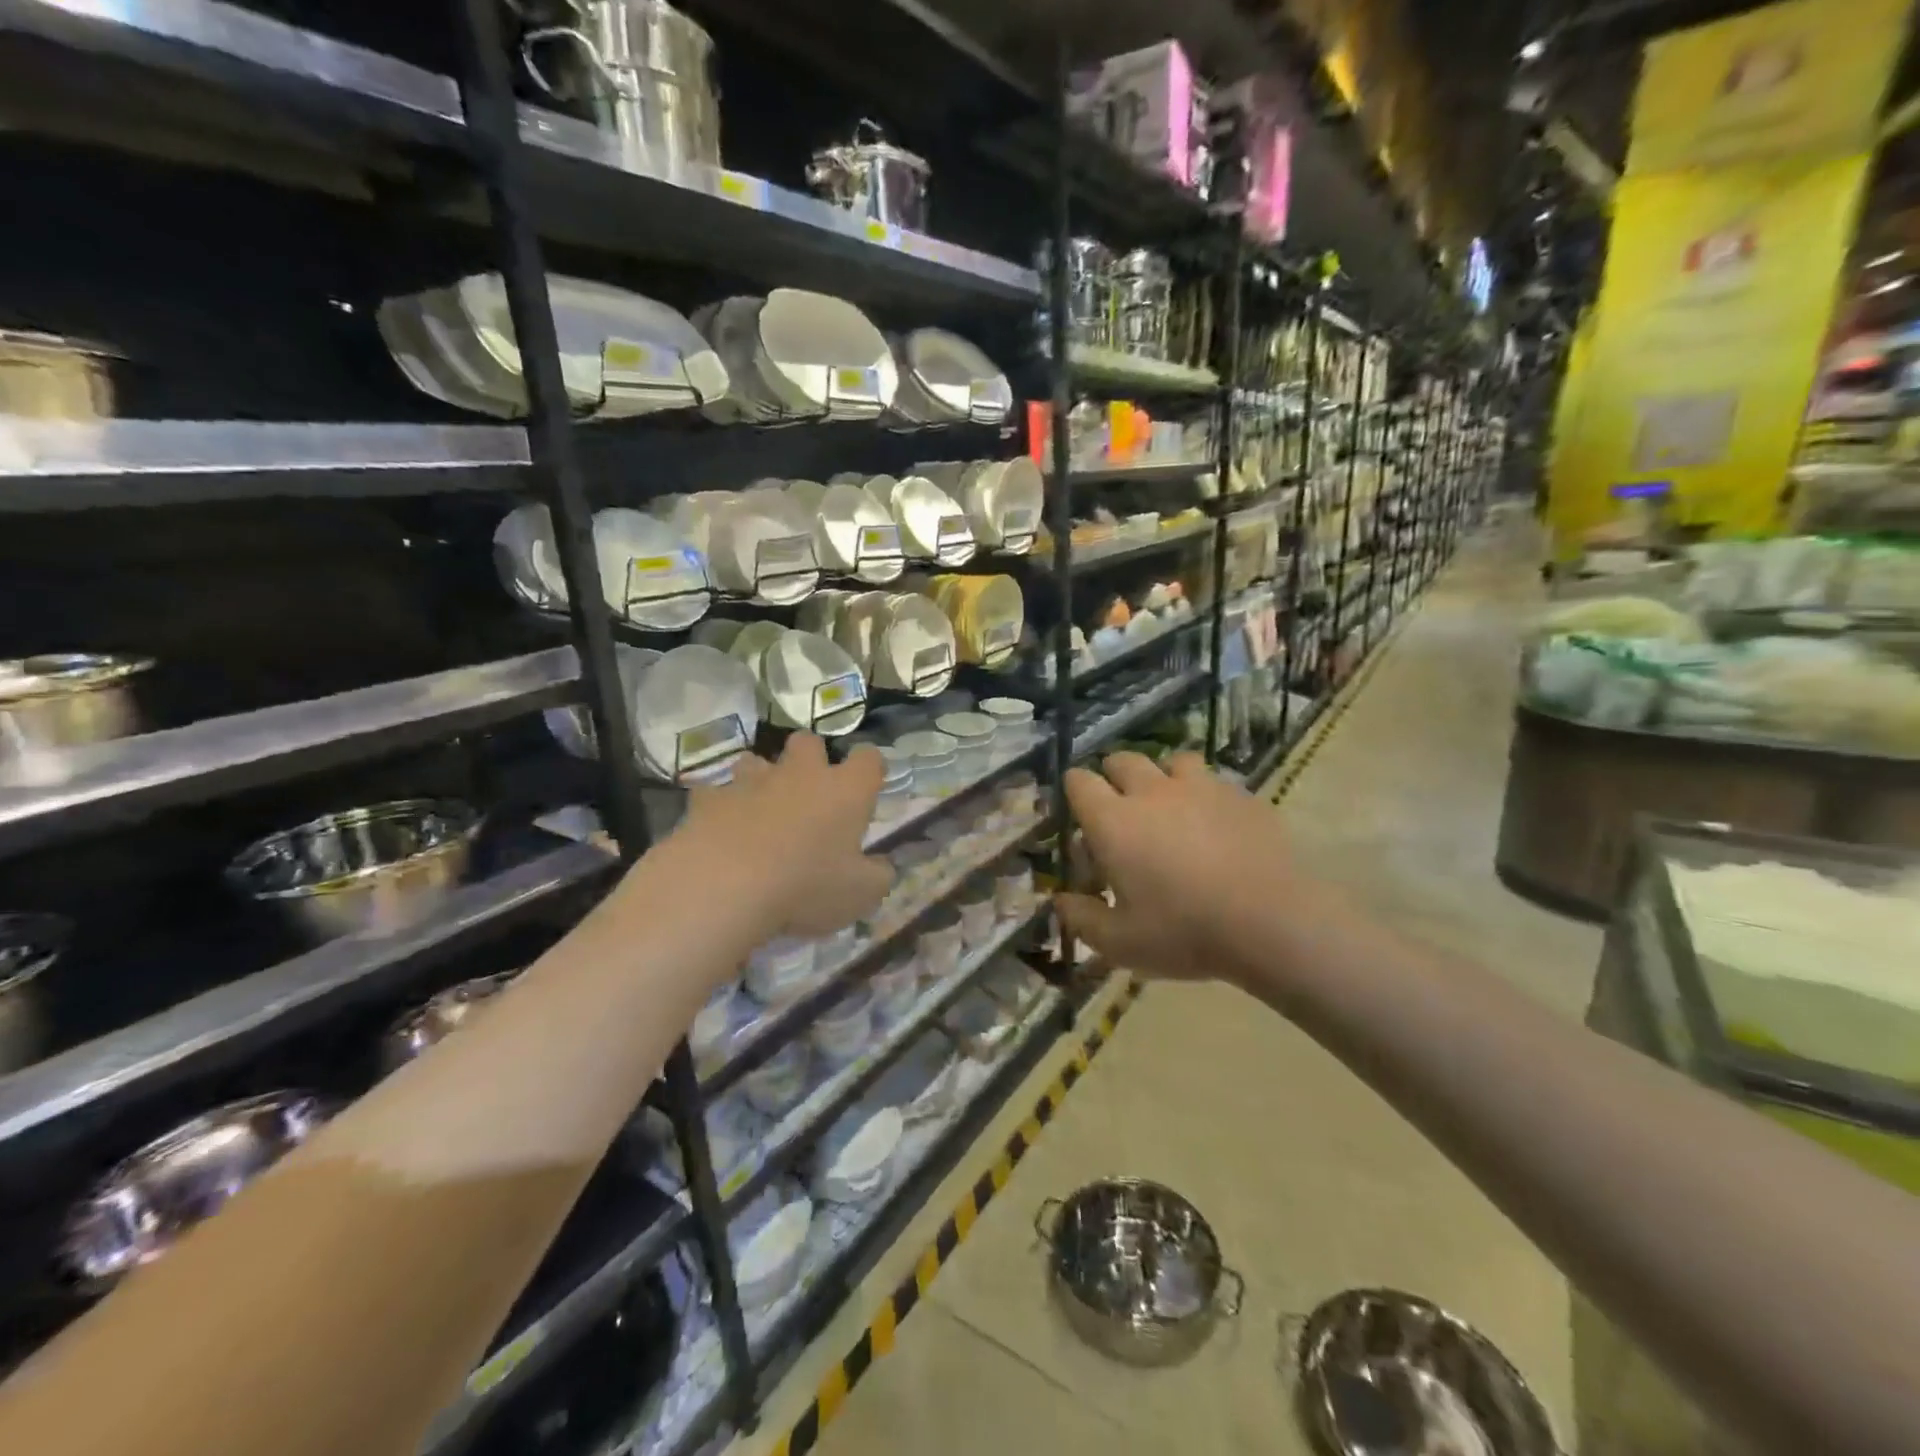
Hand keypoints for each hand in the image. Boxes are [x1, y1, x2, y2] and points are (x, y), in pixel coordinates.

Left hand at [678, 735, 893, 940]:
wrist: (725, 886)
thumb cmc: (806, 887)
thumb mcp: (860, 894)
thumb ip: (878, 876)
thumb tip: (882, 866)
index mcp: (845, 791)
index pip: (869, 759)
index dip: (870, 768)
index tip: (867, 787)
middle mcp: (801, 774)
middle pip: (809, 742)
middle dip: (810, 759)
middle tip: (810, 794)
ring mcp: (752, 782)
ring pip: (757, 761)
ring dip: (761, 779)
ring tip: (761, 810)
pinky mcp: (711, 798)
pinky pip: (715, 793)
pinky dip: (720, 807)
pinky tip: (720, 831)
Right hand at [1054, 751, 1298, 984]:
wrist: (1272, 922)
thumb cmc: (1184, 932)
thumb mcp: (1120, 943)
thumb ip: (1082, 919)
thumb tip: (1060, 901)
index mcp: (1113, 821)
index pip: (1079, 782)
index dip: (1075, 792)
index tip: (1081, 814)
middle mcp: (1151, 792)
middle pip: (1122, 760)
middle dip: (1114, 778)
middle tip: (1122, 811)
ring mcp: (1200, 787)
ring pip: (1171, 761)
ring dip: (1163, 777)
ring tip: (1171, 808)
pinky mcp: (1240, 795)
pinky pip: (1213, 780)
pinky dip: (1205, 794)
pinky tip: (1215, 825)